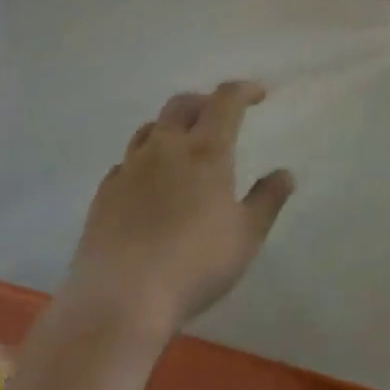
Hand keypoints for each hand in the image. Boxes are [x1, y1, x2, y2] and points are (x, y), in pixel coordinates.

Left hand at [64, 81, 293, 339]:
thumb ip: (268, 200)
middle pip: (182, 105)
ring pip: (151, 129)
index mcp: (205, 152)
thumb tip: (285, 173)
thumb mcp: (247, 235)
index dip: (243, 91)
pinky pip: (128, 161)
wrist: (122, 299)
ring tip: (185, 145)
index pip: (225, 102)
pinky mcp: (104, 193)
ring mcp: (129, 169)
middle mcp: (164, 149)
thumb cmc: (196, 264)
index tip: (259, 94)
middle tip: (220, 116)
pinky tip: (151, 184)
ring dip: (172, 127)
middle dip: (205, 102)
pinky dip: (146, 159)